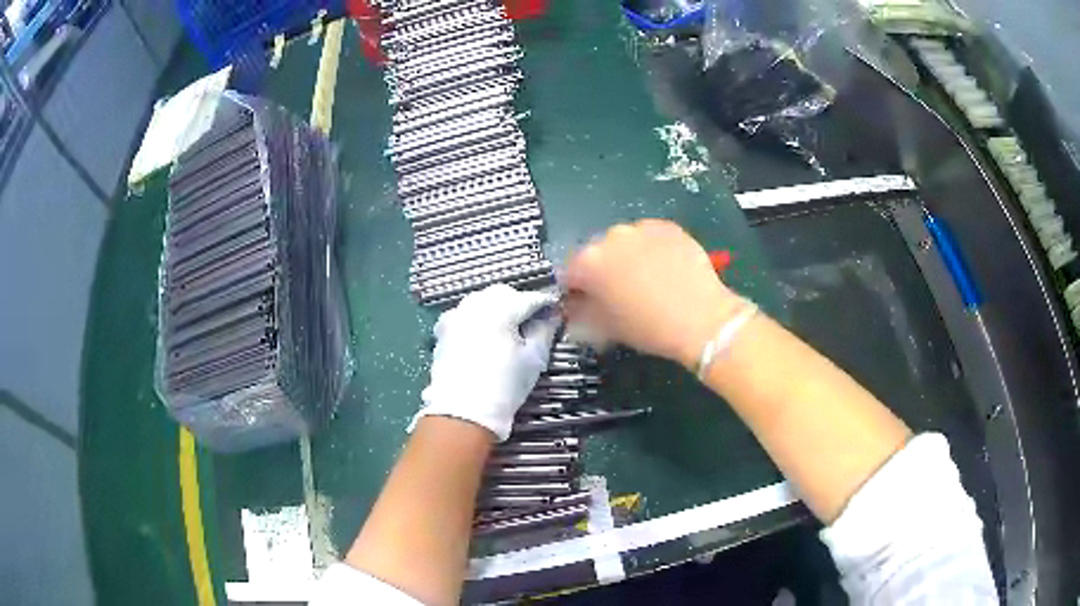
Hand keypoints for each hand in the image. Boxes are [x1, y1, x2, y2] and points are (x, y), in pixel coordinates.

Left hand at [412, 284, 560, 441]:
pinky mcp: (443, 330)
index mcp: (501, 308)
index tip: (555, 313)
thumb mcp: (534, 358)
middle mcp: (476, 304)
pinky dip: (475, 319)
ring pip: (481, 301)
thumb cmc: (505, 385)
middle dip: (518, 303)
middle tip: (531, 323)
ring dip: (495, 309)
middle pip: (503, 294)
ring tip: (506, 331)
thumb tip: (551, 316)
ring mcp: (456, 315)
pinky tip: (481, 336)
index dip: (545, 304)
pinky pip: (463, 315)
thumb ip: (545, 330)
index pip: (530, 298)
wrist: (463, 411)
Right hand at [565, 219, 741, 368]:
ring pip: (625, 242)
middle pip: (597, 252)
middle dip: (603, 269)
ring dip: (628, 256)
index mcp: (588, 262)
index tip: (586, 303)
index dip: (577, 290)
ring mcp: (641, 228)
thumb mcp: (605, 328)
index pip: (570, 272)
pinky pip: (650, 236)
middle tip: (620, 292)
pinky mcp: (667, 226)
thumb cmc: (648, 328)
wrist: (701, 318)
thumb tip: (575, 307)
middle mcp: (610, 237)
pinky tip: (666, 268)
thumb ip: (581, 314)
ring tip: (648, 279)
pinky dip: (652, 249)